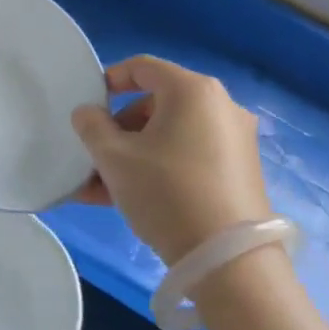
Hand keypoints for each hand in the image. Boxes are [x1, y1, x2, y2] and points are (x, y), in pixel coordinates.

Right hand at [70, 56, 271, 264]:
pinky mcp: (240, 172)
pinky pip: (189, 157)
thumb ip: (92, 127)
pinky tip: (130, 200)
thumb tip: (88, 113)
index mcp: (192, 90)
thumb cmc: (167, 193)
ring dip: (134, 155)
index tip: (89, 103)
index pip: (143, 67)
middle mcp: (220, 106)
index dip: (111, 79)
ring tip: (101, 189)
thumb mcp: (115, 158)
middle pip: (157, 104)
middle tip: (95, 156)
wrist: (230, 262)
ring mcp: (234, 140)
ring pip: (170, 135)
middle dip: (119, 129)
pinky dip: (160, 168)